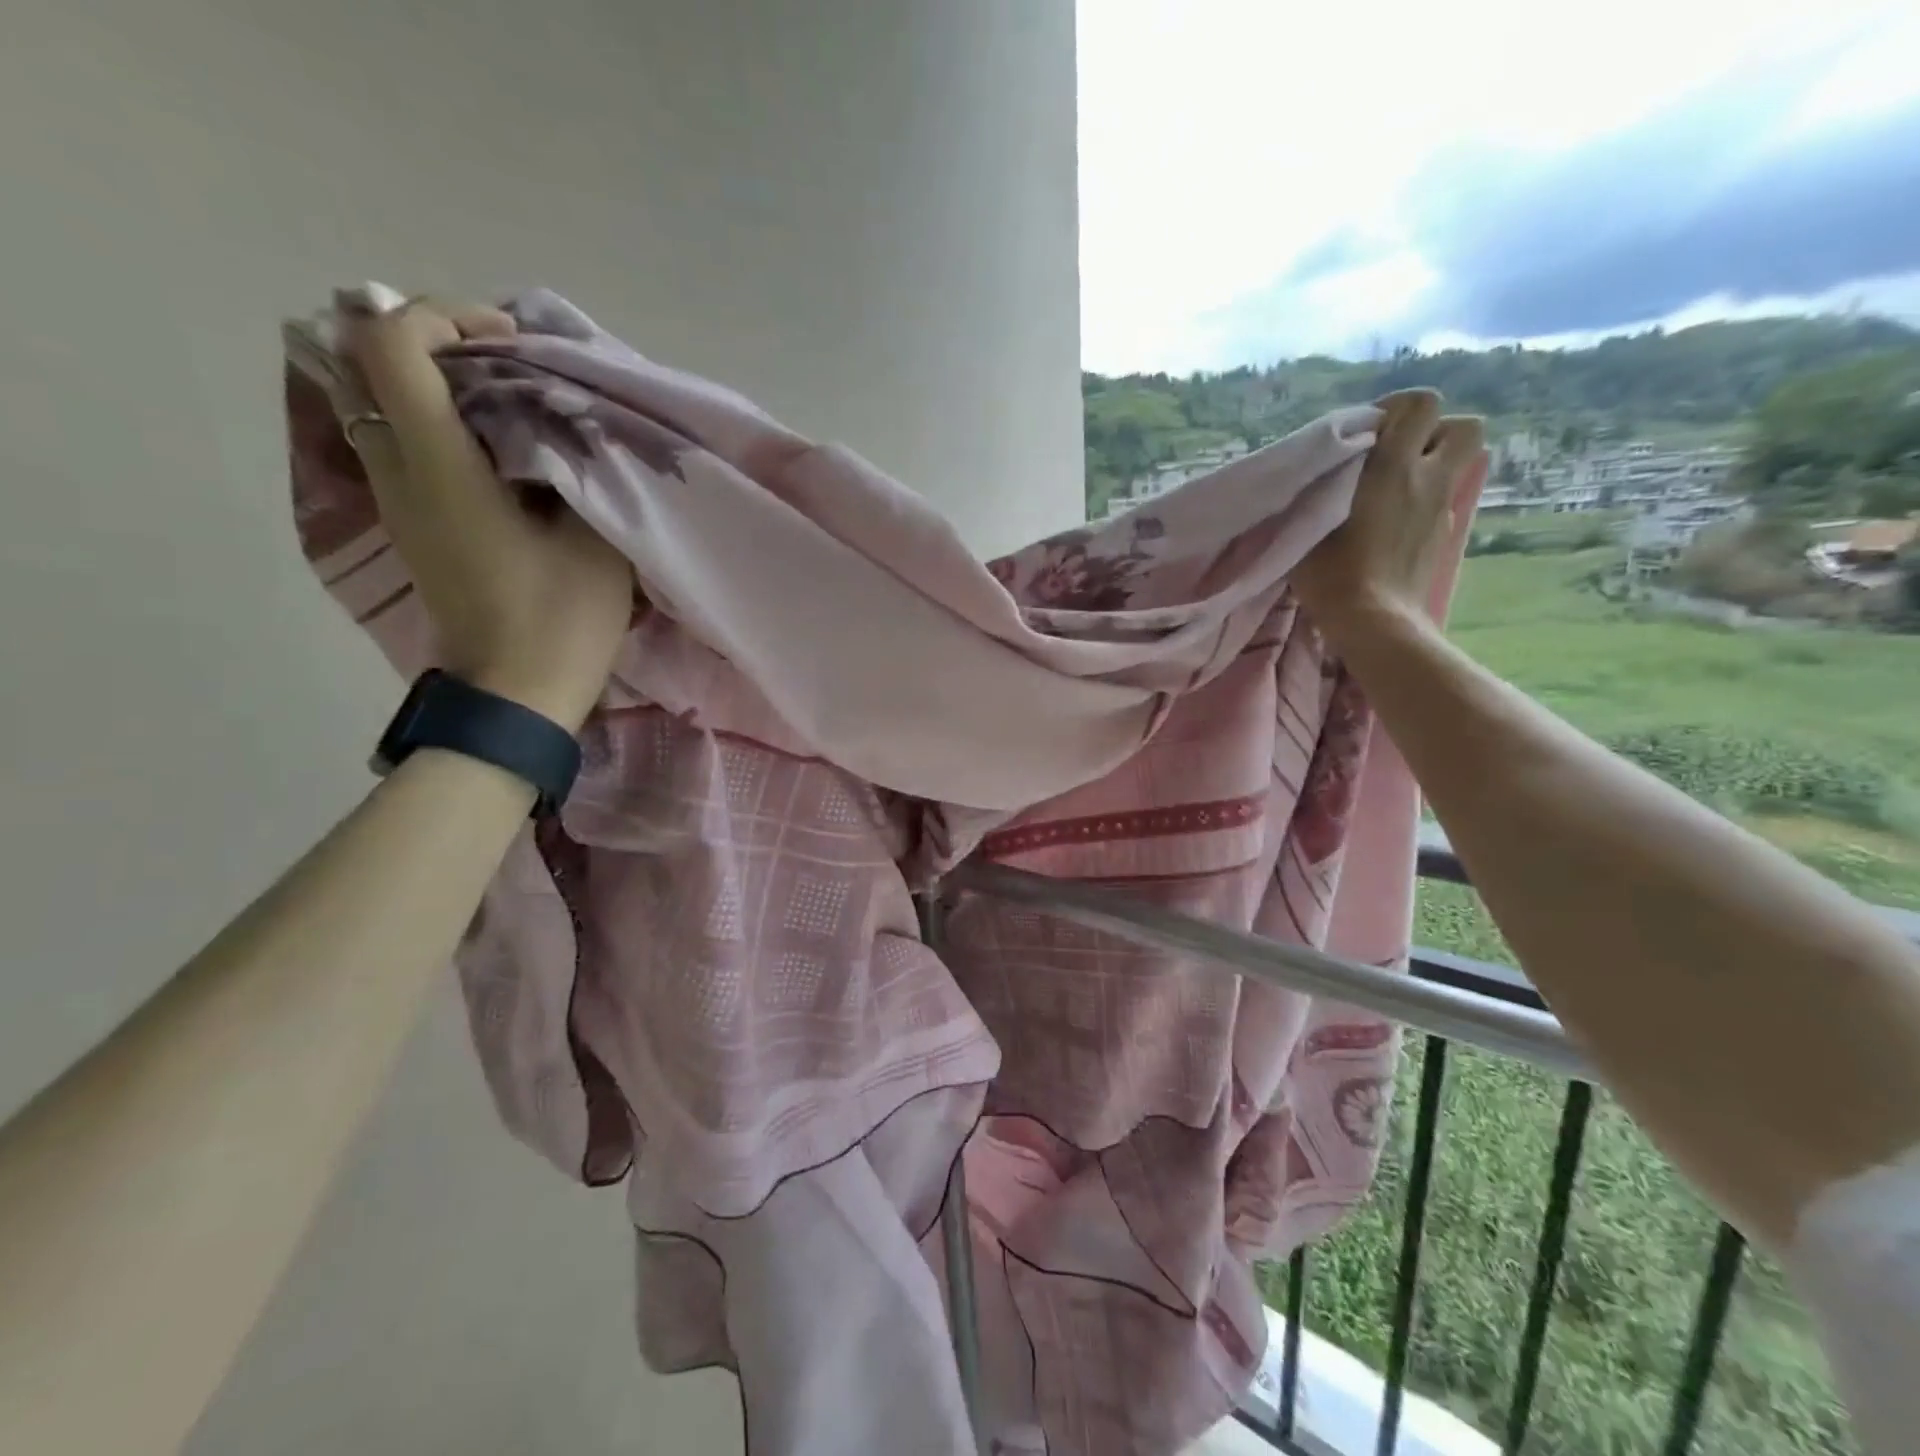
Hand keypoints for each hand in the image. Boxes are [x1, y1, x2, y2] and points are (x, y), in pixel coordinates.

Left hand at [334, 284, 631, 729]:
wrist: (517, 692)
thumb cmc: (562, 618)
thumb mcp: (594, 537)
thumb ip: (579, 464)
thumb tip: (568, 419)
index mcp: (438, 466)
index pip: (391, 343)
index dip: (444, 316)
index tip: (511, 342)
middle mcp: (397, 471)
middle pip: (368, 361)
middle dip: (436, 341)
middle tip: (508, 362)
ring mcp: (396, 499)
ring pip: (380, 401)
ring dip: (434, 380)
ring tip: (506, 396)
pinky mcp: (410, 522)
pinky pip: (399, 440)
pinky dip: (437, 418)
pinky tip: (496, 443)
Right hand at [1293, 389, 1483, 637]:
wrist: (1373, 622)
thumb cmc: (1333, 572)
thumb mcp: (1309, 523)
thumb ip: (1324, 486)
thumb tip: (1329, 471)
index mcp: (1394, 466)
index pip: (1422, 404)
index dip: (1398, 409)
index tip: (1367, 433)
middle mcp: (1428, 480)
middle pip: (1464, 427)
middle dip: (1434, 433)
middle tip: (1395, 455)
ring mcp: (1442, 510)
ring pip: (1457, 465)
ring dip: (1432, 467)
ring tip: (1395, 489)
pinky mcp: (1443, 538)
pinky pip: (1442, 502)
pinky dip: (1423, 503)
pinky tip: (1393, 526)